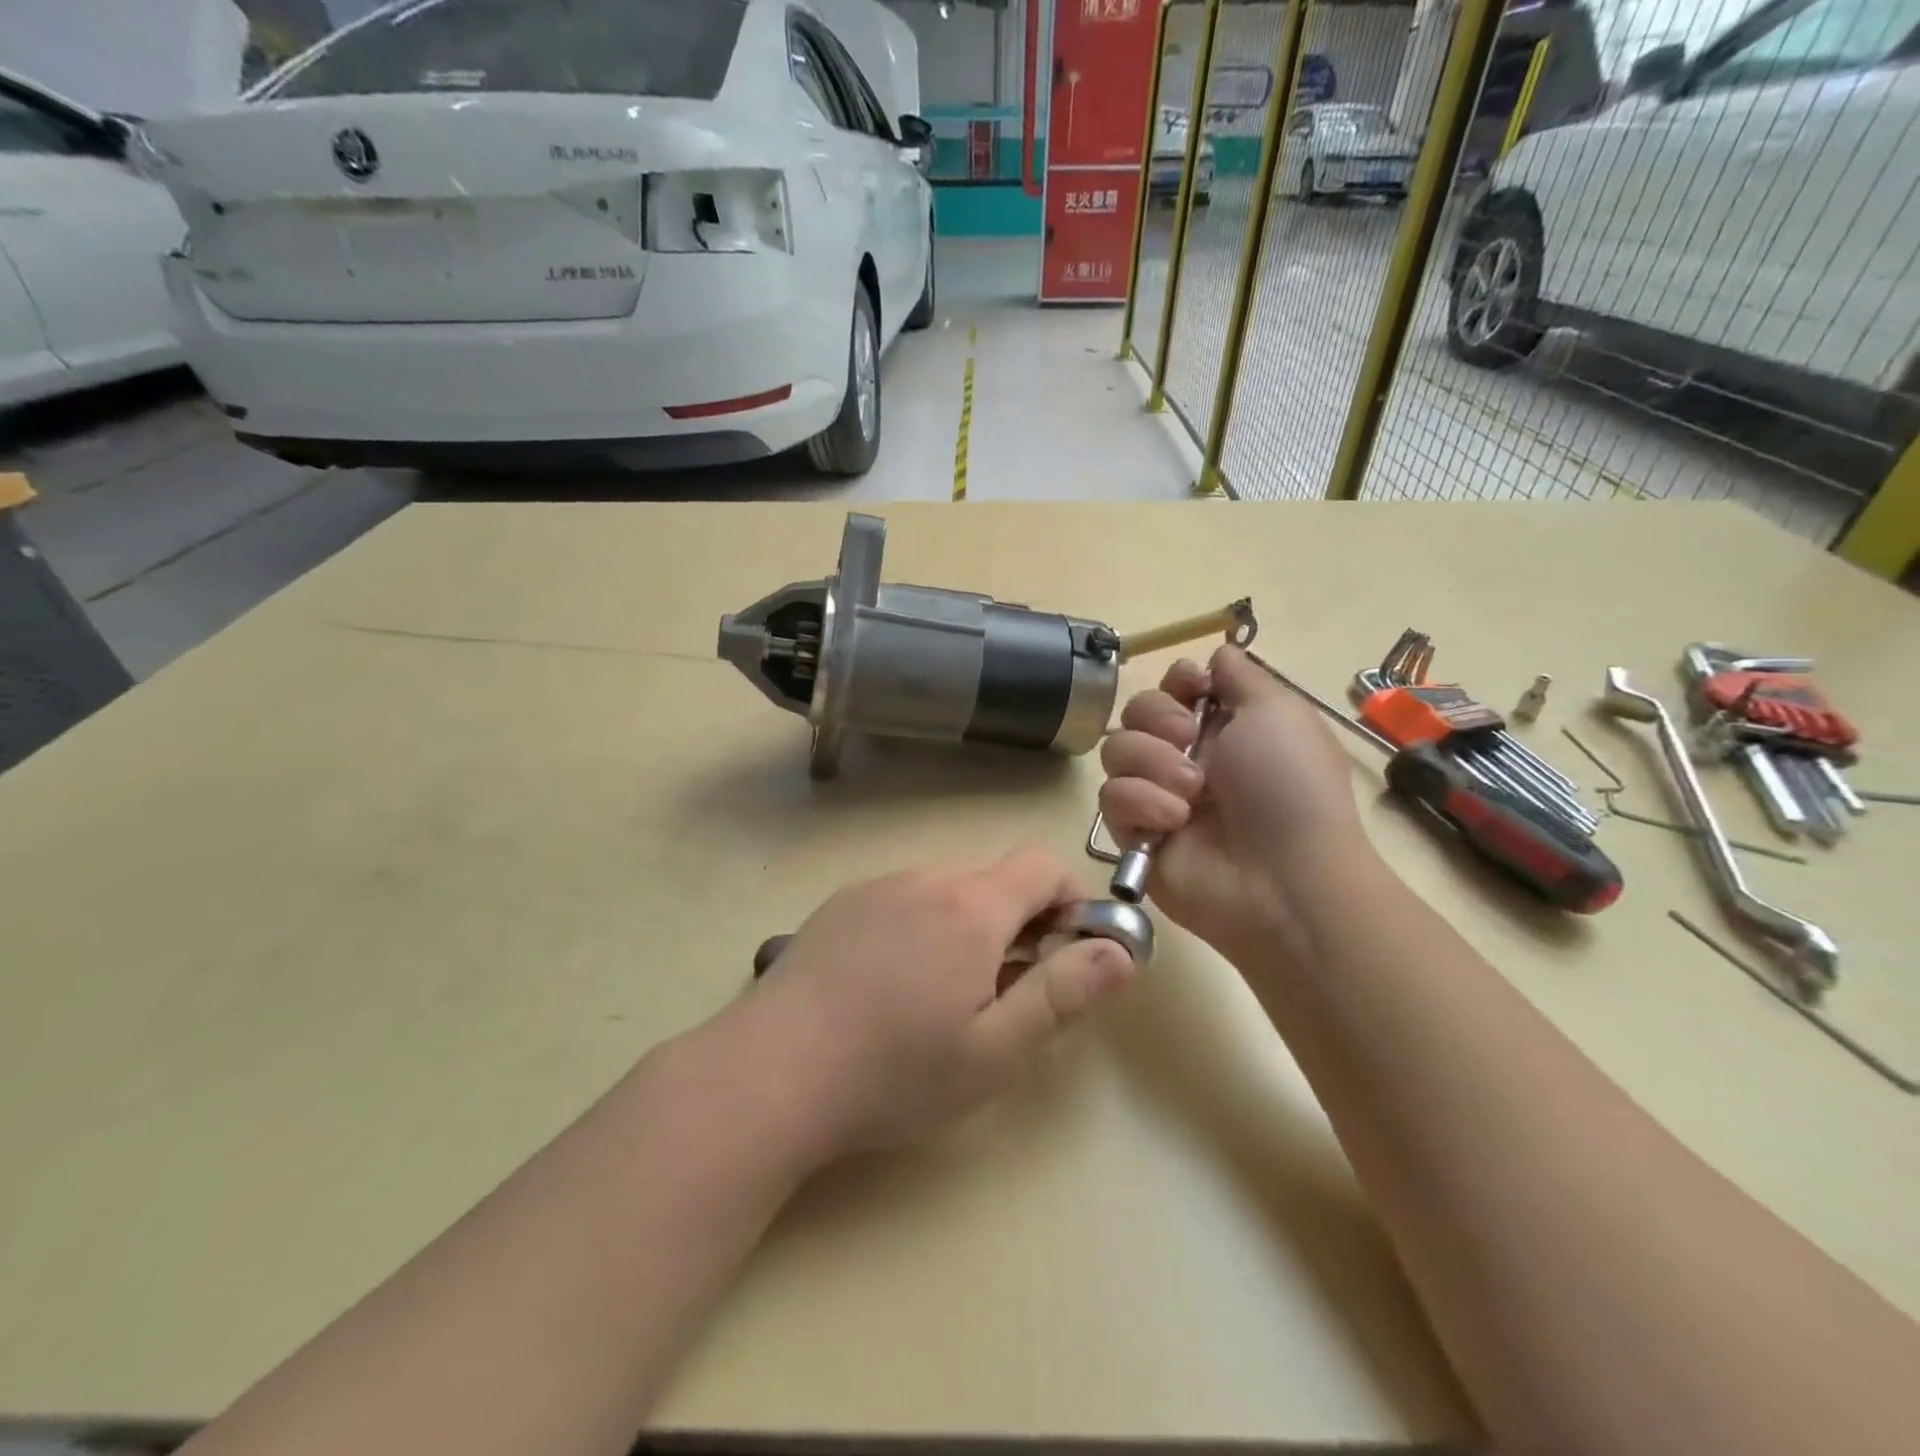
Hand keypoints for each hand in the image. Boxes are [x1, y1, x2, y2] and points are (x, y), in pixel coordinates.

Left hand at [747, 849, 1137, 1158]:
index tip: (1065, 953)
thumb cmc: (895, 1070)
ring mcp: (878, 886)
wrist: (772, 1069)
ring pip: (949, 888)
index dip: (1070, 901)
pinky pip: (904, 898)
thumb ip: (1064, 993)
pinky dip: (922, 925)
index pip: (1043, 865)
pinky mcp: (841, 903)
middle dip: (1020, 921)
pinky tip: (892, 984)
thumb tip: (1121, 952)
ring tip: (944, 993)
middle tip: (1005, 990)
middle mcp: (927, 879)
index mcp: (972, 907)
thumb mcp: (995, 1050)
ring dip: (969, 924)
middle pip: (996, 878)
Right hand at [1098, 645, 1374, 959]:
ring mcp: (1158, 795)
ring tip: (1190, 794)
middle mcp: (1187, 756)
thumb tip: (1219, 653)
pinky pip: (1111, 798)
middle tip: (1184, 740)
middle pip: (1135, 711)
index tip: (1191, 690)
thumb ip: (1242, 674)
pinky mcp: (1134, 833)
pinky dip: (1141, 804)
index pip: (1174, 685)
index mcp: (1224, 726)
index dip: (1176, 682)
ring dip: (1151, 764)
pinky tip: (1173, 824)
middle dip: (1156, 719)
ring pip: (1115, 751)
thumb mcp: (1279, 711)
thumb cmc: (1289, 785)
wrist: (1281, 878)